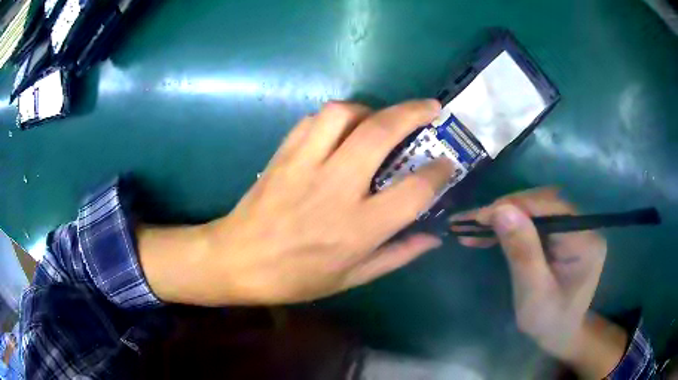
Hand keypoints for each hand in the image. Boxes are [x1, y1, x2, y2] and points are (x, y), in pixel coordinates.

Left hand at [140, 100, 452, 305]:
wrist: (237, 260)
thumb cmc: (296, 277)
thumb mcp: (352, 278)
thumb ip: (398, 255)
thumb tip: (434, 237)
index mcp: (359, 227)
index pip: (414, 190)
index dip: (440, 171)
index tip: (448, 162)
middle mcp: (337, 188)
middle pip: (382, 133)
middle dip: (413, 112)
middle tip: (431, 108)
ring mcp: (306, 165)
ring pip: (343, 114)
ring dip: (370, 109)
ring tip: (379, 119)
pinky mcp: (283, 154)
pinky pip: (314, 120)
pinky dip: (336, 117)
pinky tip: (342, 129)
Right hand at [452, 189, 624, 376]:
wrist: (559, 333)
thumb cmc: (548, 321)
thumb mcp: (533, 294)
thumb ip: (522, 253)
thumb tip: (501, 210)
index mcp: (585, 241)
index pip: (551, 208)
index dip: (516, 206)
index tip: (480, 217)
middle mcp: (582, 226)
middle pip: (543, 203)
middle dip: (507, 209)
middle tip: (473, 222)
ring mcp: (572, 228)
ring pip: (535, 208)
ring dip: (505, 215)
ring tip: (475, 225)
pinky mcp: (560, 233)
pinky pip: (533, 220)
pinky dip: (509, 224)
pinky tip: (489, 231)